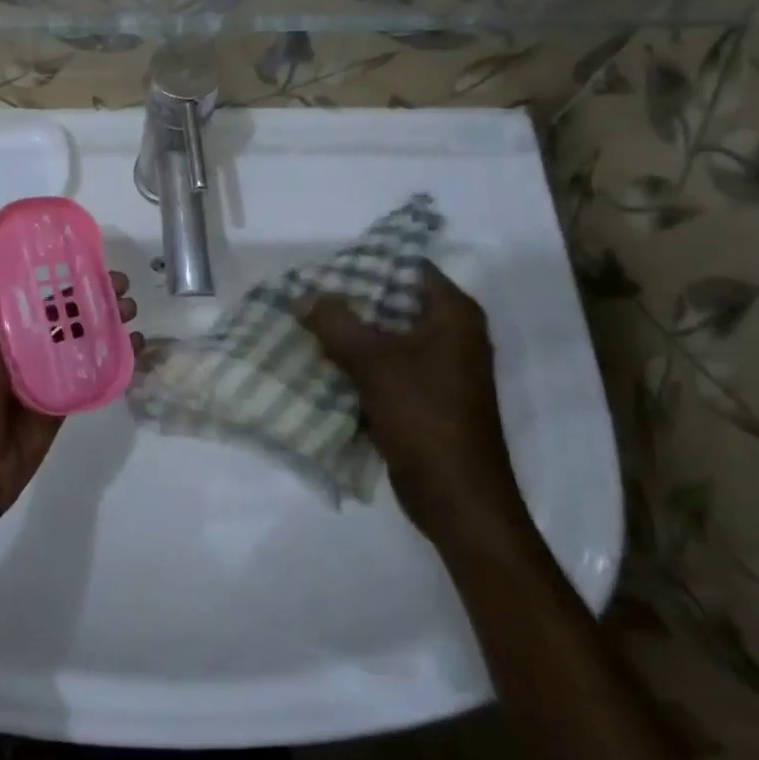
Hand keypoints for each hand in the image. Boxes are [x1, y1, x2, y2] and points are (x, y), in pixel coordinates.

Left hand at [0, 242, 139, 531]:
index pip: (28, 285)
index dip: (53, 265)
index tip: (81, 246)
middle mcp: (24, 342)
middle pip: (63, 308)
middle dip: (91, 292)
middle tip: (120, 281)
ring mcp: (47, 370)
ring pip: (82, 336)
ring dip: (107, 319)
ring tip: (131, 307)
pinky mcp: (65, 397)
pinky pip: (93, 370)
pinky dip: (116, 356)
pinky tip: (137, 344)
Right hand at [298, 263, 526, 547]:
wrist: (456, 496)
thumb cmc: (424, 416)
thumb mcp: (374, 362)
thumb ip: (336, 323)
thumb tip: (302, 295)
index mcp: (454, 316)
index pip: (410, 269)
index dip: (369, 263)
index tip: (327, 266)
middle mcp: (452, 335)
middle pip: (394, 302)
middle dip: (351, 300)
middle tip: (307, 294)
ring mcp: (439, 369)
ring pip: (386, 337)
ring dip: (350, 334)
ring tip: (305, 323)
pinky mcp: (424, 398)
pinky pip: (385, 368)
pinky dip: (357, 364)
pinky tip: (320, 361)